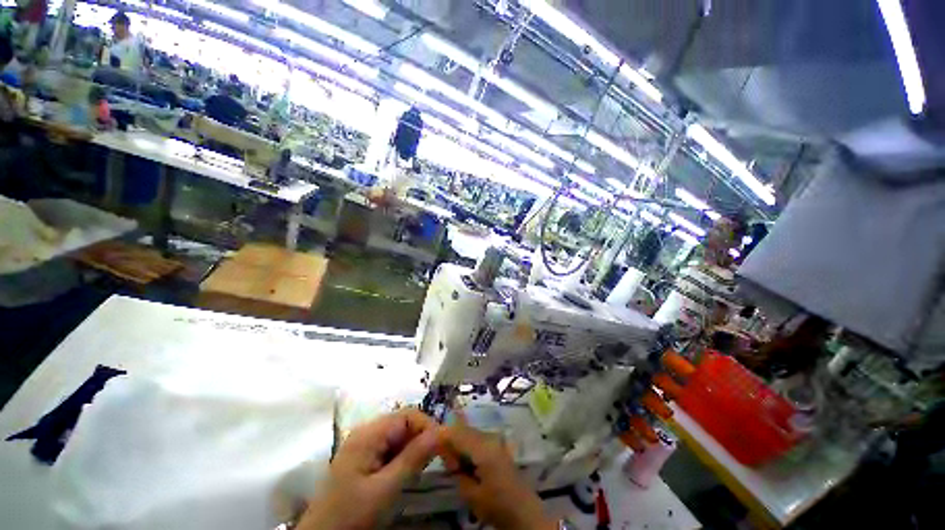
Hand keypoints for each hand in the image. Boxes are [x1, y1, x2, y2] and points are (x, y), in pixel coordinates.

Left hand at [297, 409, 439, 529]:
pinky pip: (391, 448)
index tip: (443, 447)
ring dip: (413, 449)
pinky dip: (403, 457)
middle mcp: (367, 432)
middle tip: (434, 461)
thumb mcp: (386, 490)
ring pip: (399, 436)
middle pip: (404, 423)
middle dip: (421, 438)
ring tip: (419, 470)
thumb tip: (442, 431)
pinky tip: (404, 474)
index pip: (408, 415)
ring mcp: (364, 445)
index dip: (428, 426)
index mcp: (369, 433)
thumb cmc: (351, 516)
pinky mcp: (364, 458)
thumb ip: (414, 458)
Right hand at [439, 414, 555, 529]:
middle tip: (444, 460)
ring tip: (455, 464)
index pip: (456, 432)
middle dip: (450, 439)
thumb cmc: (496, 505)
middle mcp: (490, 437)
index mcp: (483, 447)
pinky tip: (466, 462)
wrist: (523, 511)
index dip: (441, 434)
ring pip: (469, 433)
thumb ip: (456, 470)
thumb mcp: (471, 493)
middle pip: (463, 430)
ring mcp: (495, 439)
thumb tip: (443, 452)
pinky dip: (467, 446)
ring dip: (459, 443)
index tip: (428, 441)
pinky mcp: (497, 444)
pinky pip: (477, 438)